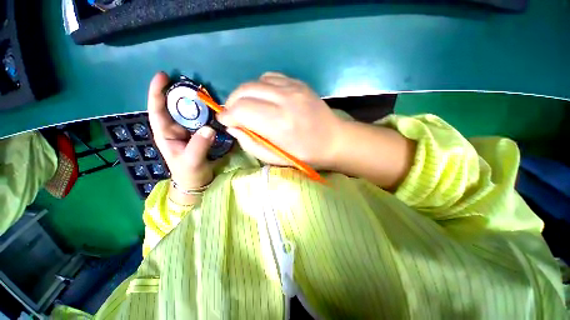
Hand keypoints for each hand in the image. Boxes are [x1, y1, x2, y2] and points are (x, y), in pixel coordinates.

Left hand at [147, 72, 215, 193]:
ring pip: (190, 112)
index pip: (157, 110)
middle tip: (193, 83)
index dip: (157, 92)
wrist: (198, 181)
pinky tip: (214, 109)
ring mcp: (188, 130)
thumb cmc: (190, 173)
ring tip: (205, 93)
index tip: (163, 76)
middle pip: (175, 106)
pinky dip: (207, 113)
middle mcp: (175, 128)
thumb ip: (199, 145)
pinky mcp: (200, 133)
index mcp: (165, 133)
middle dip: (181, 93)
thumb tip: (209, 128)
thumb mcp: (192, 161)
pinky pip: (202, 120)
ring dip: (197, 102)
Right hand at [217, 72, 343, 168]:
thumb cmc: (305, 155)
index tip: (225, 121)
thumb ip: (250, 144)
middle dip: (231, 102)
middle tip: (232, 114)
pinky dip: (260, 87)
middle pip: (244, 91)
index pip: (241, 110)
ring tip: (246, 106)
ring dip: (245, 94)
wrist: (334, 140)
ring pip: (255, 81)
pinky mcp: (298, 83)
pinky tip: (263, 98)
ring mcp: (293, 88)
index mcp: (278, 123)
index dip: (227, 115)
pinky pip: (270, 77)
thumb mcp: (275, 158)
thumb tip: (233, 128)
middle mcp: (284, 100)